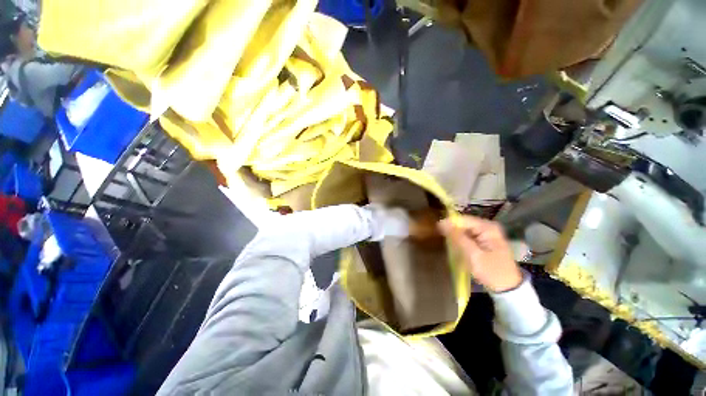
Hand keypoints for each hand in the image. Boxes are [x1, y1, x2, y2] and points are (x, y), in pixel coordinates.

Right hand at [438, 216, 521, 292]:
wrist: (508, 288)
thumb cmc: (492, 271)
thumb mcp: (473, 255)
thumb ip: (458, 237)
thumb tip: (442, 223)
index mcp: (488, 227)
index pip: (463, 219)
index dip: (449, 223)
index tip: (437, 229)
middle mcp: (488, 227)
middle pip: (464, 224)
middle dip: (453, 230)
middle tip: (442, 238)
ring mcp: (488, 233)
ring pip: (465, 230)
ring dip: (456, 236)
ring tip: (448, 244)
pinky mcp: (485, 241)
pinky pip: (469, 236)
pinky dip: (461, 241)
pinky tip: (457, 247)